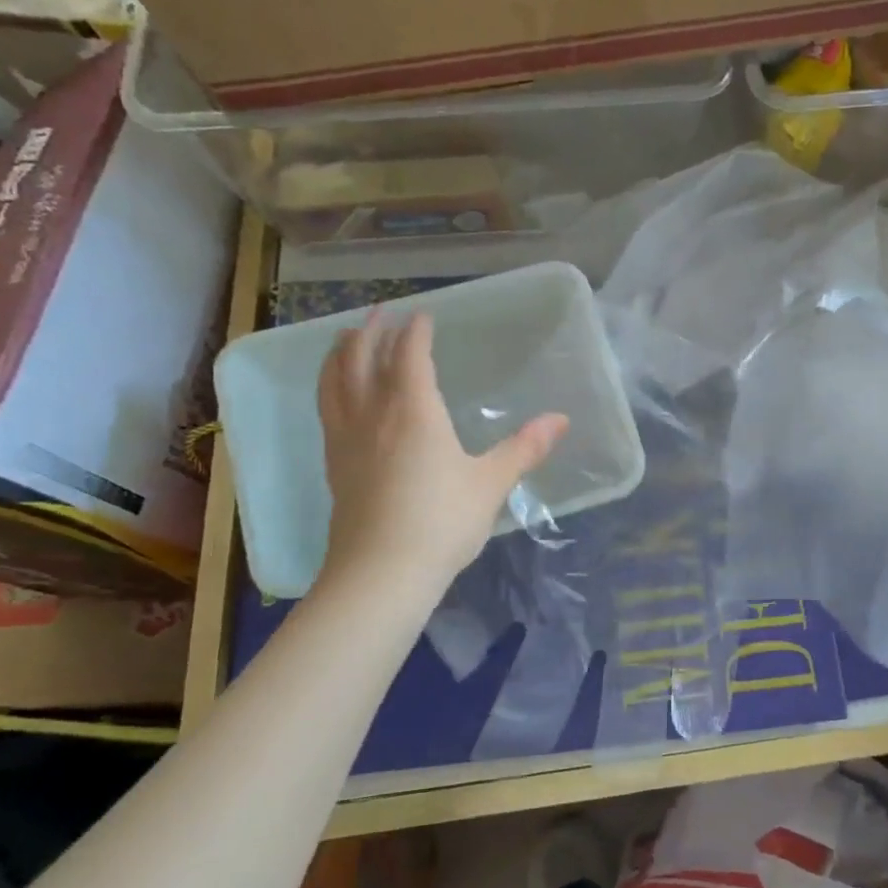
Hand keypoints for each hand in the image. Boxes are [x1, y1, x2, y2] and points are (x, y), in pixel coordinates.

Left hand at [315, 310, 567, 592]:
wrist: (380, 574)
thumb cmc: (441, 522)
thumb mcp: (491, 484)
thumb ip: (524, 448)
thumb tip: (561, 419)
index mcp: (413, 411)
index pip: (409, 355)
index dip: (416, 331)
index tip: (424, 315)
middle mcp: (373, 415)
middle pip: (361, 358)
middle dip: (372, 331)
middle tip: (381, 313)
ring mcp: (346, 439)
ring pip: (334, 381)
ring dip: (341, 353)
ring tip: (348, 339)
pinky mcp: (334, 465)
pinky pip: (327, 409)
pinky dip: (330, 386)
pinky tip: (339, 396)